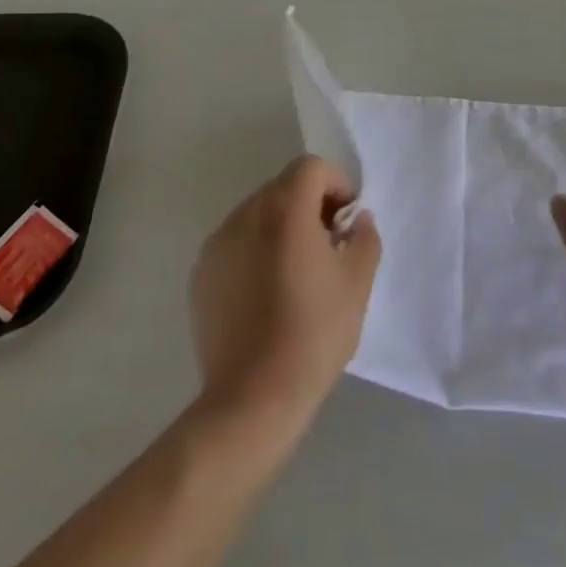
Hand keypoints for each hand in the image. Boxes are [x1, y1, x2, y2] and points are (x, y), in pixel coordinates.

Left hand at [190, 156, 380, 439]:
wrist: (253, 398)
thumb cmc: (313, 333)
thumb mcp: (357, 283)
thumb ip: (364, 237)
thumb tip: (356, 220)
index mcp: (284, 210)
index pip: (311, 168)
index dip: (336, 185)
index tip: (346, 223)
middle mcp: (245, 215)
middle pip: (283, 187)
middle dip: (310, 206)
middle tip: (327, 248)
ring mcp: (217, 244)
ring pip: (258, 214)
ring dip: (281, 228)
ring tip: (295, 274)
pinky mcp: (201, 274)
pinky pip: (236, 243)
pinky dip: (255, 252)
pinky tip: (266, 295)